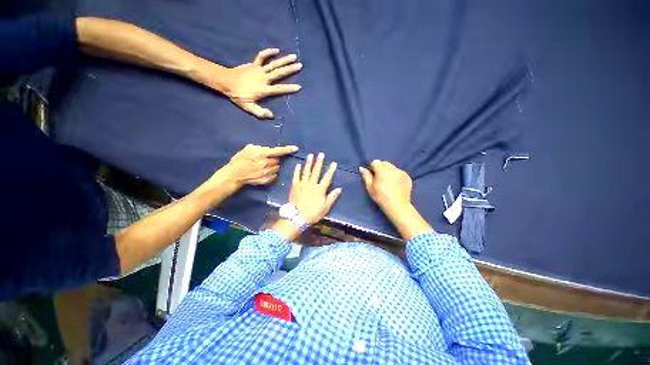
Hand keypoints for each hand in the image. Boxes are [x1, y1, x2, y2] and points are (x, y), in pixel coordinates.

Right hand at [218, 144, 297, 189]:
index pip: (278, 151)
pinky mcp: (267, 180)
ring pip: (277, 168)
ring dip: (273, 167)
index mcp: (262, 154)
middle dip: (275, 159)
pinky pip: (274, 175)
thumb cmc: (239, 161)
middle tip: (266, 160)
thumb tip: (267, 149)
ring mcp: (267, 173)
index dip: (288, 149)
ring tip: (264, 167)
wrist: (233, 176)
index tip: (296, 148)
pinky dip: (271, 174)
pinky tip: (264, 173)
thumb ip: (259, 148)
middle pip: (278, 160)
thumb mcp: (247, 150)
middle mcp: (267, 163)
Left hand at [222, 48, 301, 118]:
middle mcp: (263, 78)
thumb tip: (272, 116)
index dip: (289, 88)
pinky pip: (262, 56)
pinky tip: (276, 50)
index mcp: (264, 89)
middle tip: (300, 66)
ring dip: (284, 60)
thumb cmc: (238, 96)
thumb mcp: (248, 107)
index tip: (299, 87)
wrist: (226, 82)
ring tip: (294, 56)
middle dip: (290, 69)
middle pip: (279, 73)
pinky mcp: (254, 65)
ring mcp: (259, 70)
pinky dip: (268, 52)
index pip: (279, 89)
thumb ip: (260, 112)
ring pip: (273, 64)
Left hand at [289, 153, 341, 224]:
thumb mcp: (326, 207)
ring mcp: (302, 184)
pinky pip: (296, 176)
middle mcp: (312, 184)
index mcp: (320, 189)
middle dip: (319, 162)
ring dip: (309, 163)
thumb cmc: (313, 213)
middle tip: (321, 154)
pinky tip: (298, 165)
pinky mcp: (294, 186)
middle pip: (316, 171)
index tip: (334, 163)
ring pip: (306, 171)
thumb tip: (340, 188)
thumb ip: (332, 197)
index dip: (331, 170)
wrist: (297, 216)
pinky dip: (297, 170)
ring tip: (310, 155)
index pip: (327, 177)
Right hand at [360, 161, 432, 239]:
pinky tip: (395, 184)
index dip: (372, 168)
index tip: (372, 176)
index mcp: (382, 170)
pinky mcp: (407, 176)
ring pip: (392, 167)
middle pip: (384, 163)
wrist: (397, 205)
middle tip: (379, 178)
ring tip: (388, 182)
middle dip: (381, 168)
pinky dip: (396, 175)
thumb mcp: (370, 187)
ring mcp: (401, 172)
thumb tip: (361, 168)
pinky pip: (399, 172)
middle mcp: (392, 168)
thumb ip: (366, 176)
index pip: (375, 162)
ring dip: (388, 171)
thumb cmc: (381, 197)